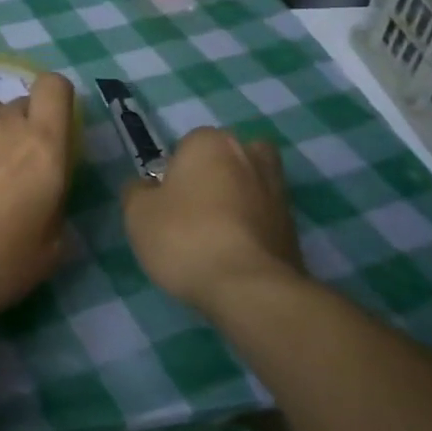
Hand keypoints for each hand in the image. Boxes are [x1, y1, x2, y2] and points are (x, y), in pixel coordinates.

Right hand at [121, 128, 308, 315]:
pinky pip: (263, 218)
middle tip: (191, 214)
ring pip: (249, 187)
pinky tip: (233, 256)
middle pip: (225, 160)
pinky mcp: (294, 226)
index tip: (166, 202)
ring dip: (236, 203)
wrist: (249, 288)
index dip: (174, 173)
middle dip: (212, 179)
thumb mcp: (137, 214)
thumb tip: (147, 187)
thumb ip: (137, 191)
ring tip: (214, 237)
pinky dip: (251, 230)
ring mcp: (278, 191)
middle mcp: (250, 155)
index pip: (187, 146)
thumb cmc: (185, 238)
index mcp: (211, 142)